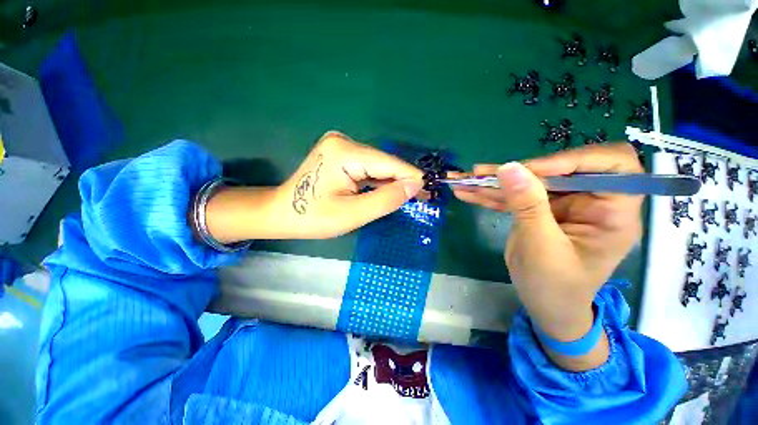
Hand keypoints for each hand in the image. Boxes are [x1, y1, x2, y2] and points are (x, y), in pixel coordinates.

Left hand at [205, 131, 423, 241]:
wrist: (282, 212)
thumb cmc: (313, 217)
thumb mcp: (352, 214)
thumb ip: (385, 199)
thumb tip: (414, 186)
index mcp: (344, 152)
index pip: (389, 163)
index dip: (411, 177)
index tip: (430, 191)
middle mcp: (344, 141)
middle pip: (384, 162)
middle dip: (402, 181)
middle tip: (423, 198)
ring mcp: (341, 145)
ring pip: (378, 165)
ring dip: (392, 181)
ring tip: (409, 197)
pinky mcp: (341, 153)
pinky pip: (368, 167)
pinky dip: (379, 180)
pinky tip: (388, 191)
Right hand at [452, 143, 642, 369]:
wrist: (544, 306)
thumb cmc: (555, 286)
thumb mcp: (542, 247)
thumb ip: (528, 206)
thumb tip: (509, 167)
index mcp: (612, 212)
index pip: (613, 165)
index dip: (575, 159)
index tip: (535, 170)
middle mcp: (589, 201)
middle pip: (557, 170)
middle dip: (517, 171)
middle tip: (482, 174)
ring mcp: (560, 205)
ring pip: (529, 182)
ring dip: (494, 182)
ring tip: (464, 180)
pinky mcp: (538, 211)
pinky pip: (513, 197)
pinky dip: (489, 195)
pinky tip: (466, 193)